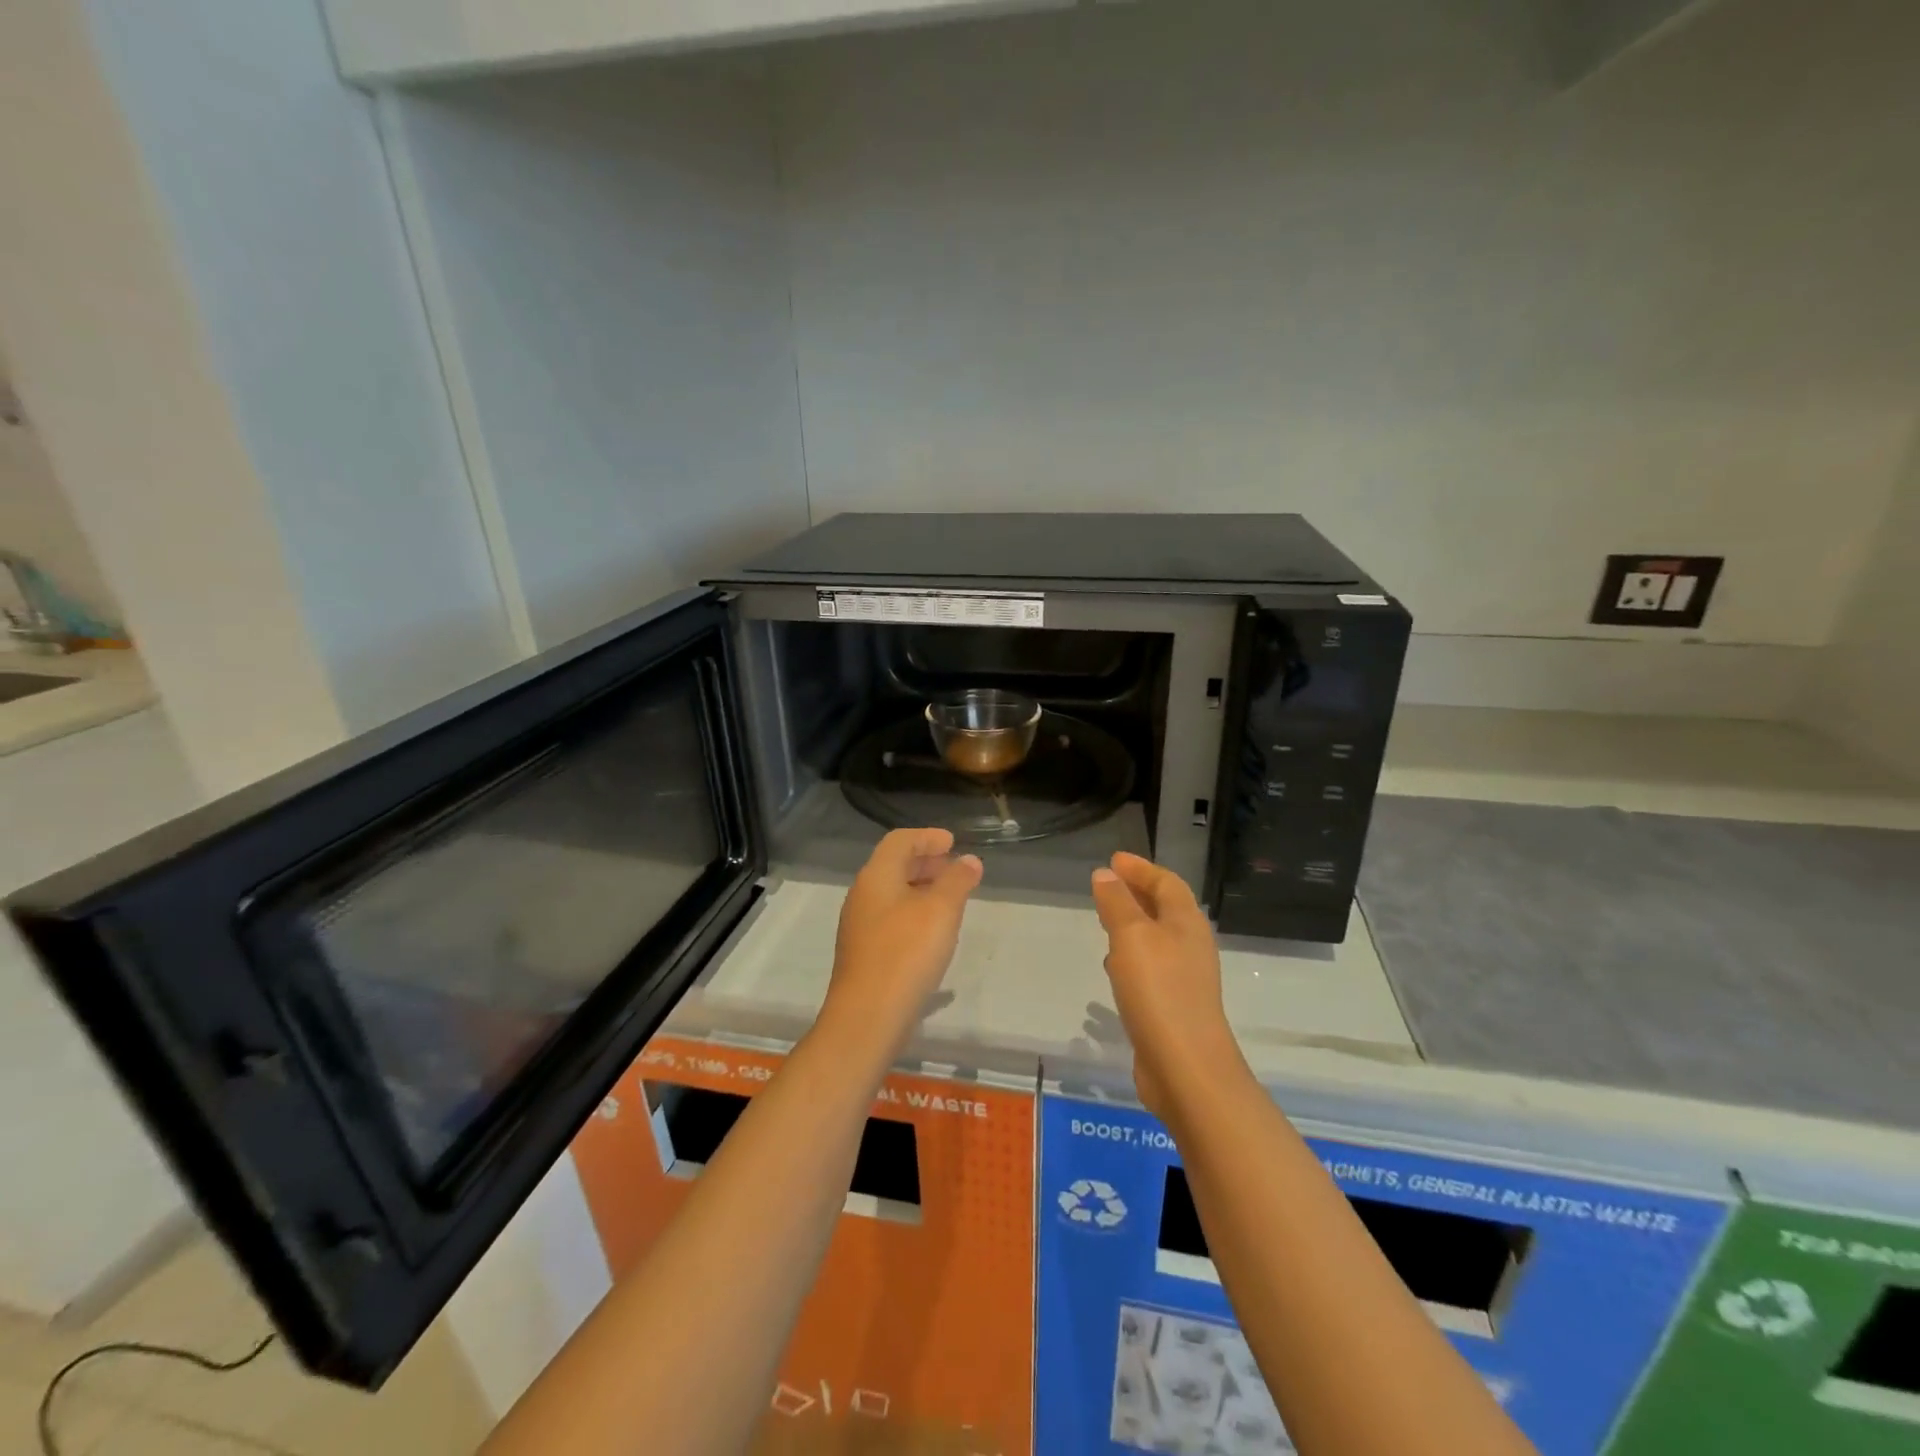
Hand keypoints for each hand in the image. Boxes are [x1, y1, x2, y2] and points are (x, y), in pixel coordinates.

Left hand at [824, 828, 982, 1053]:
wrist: (867, 1018)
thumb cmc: (906, 954)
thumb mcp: (941, 911)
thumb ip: (957, 881)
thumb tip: (969, 860)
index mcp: (876, 877)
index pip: (900, 841)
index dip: (927, 837)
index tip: (953, 843)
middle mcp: (862, 896)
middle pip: (894, 866)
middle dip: (926, 863)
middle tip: (955, 869)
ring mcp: (860, 927)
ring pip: (893, 895)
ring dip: (922, 890)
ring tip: (951, 901)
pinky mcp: (865, 954)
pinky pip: (891, 919)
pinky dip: (914, 913)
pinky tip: (934, 934)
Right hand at [1091, 852, 1247, 1121]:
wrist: (1186, 1067)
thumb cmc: (1159, 991)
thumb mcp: (1131, 937)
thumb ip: (1117, 903)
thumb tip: (1105, 874)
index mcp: (1187, 923)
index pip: (1166, 883)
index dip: (1141, 868)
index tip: (1114, 860)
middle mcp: (1191, 946)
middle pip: (1165, 909)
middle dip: (1138, 893)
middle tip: (1108, 885)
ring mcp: (1185, 978)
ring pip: (1157, 939)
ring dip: (1134, 925)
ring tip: (1106, 921)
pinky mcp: (1174, 1006)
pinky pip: (1151, 968)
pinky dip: (1132, 957)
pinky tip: (1114, 969)